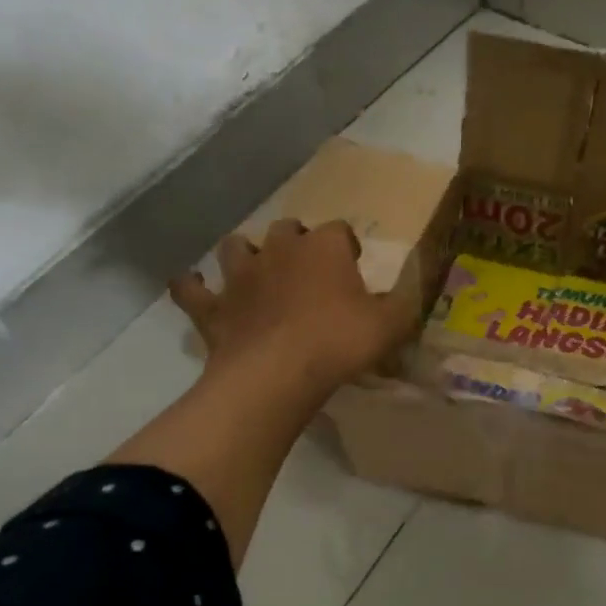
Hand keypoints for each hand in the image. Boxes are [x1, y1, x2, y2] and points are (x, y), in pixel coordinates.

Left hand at [169, 219, 416, 401]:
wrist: (276, 376)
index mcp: (324, 248)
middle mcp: (279, 250)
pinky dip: (192, 287)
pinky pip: (191, 289)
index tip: (354, 265)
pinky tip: (193, 288)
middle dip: (297, 241)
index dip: (347, 246)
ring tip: (256, 271)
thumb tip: (414, 291)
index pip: (339, 230)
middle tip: (308, 269)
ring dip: (245, 253)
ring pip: (236, 246)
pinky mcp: (212, 307)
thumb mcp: (392, 324)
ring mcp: (240, 276)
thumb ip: (405, 303)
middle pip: (286, 228)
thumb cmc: (340, 343)